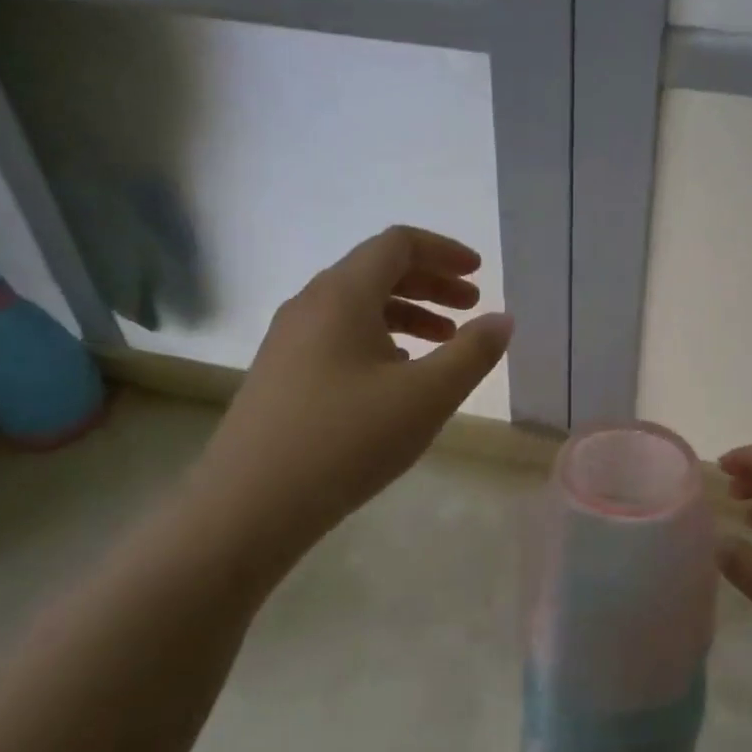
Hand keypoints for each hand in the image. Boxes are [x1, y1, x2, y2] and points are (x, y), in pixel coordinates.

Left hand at [186, 226, 511, 574]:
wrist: (248, 507)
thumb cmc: (347, 440)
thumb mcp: (427, 396)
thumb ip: (473, 352)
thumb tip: (502, 319)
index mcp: (342, 295)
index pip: (398, 244)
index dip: (444, 251)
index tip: (479, 274)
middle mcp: (310, 305)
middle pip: (377, 270)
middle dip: (431, 282)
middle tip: (471, 306)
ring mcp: (288, 340)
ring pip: (357, 306)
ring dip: (407, 313)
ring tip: (444, 342)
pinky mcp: (280, 374)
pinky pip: (338, 335)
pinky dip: (379, 339)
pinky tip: (397, 376)